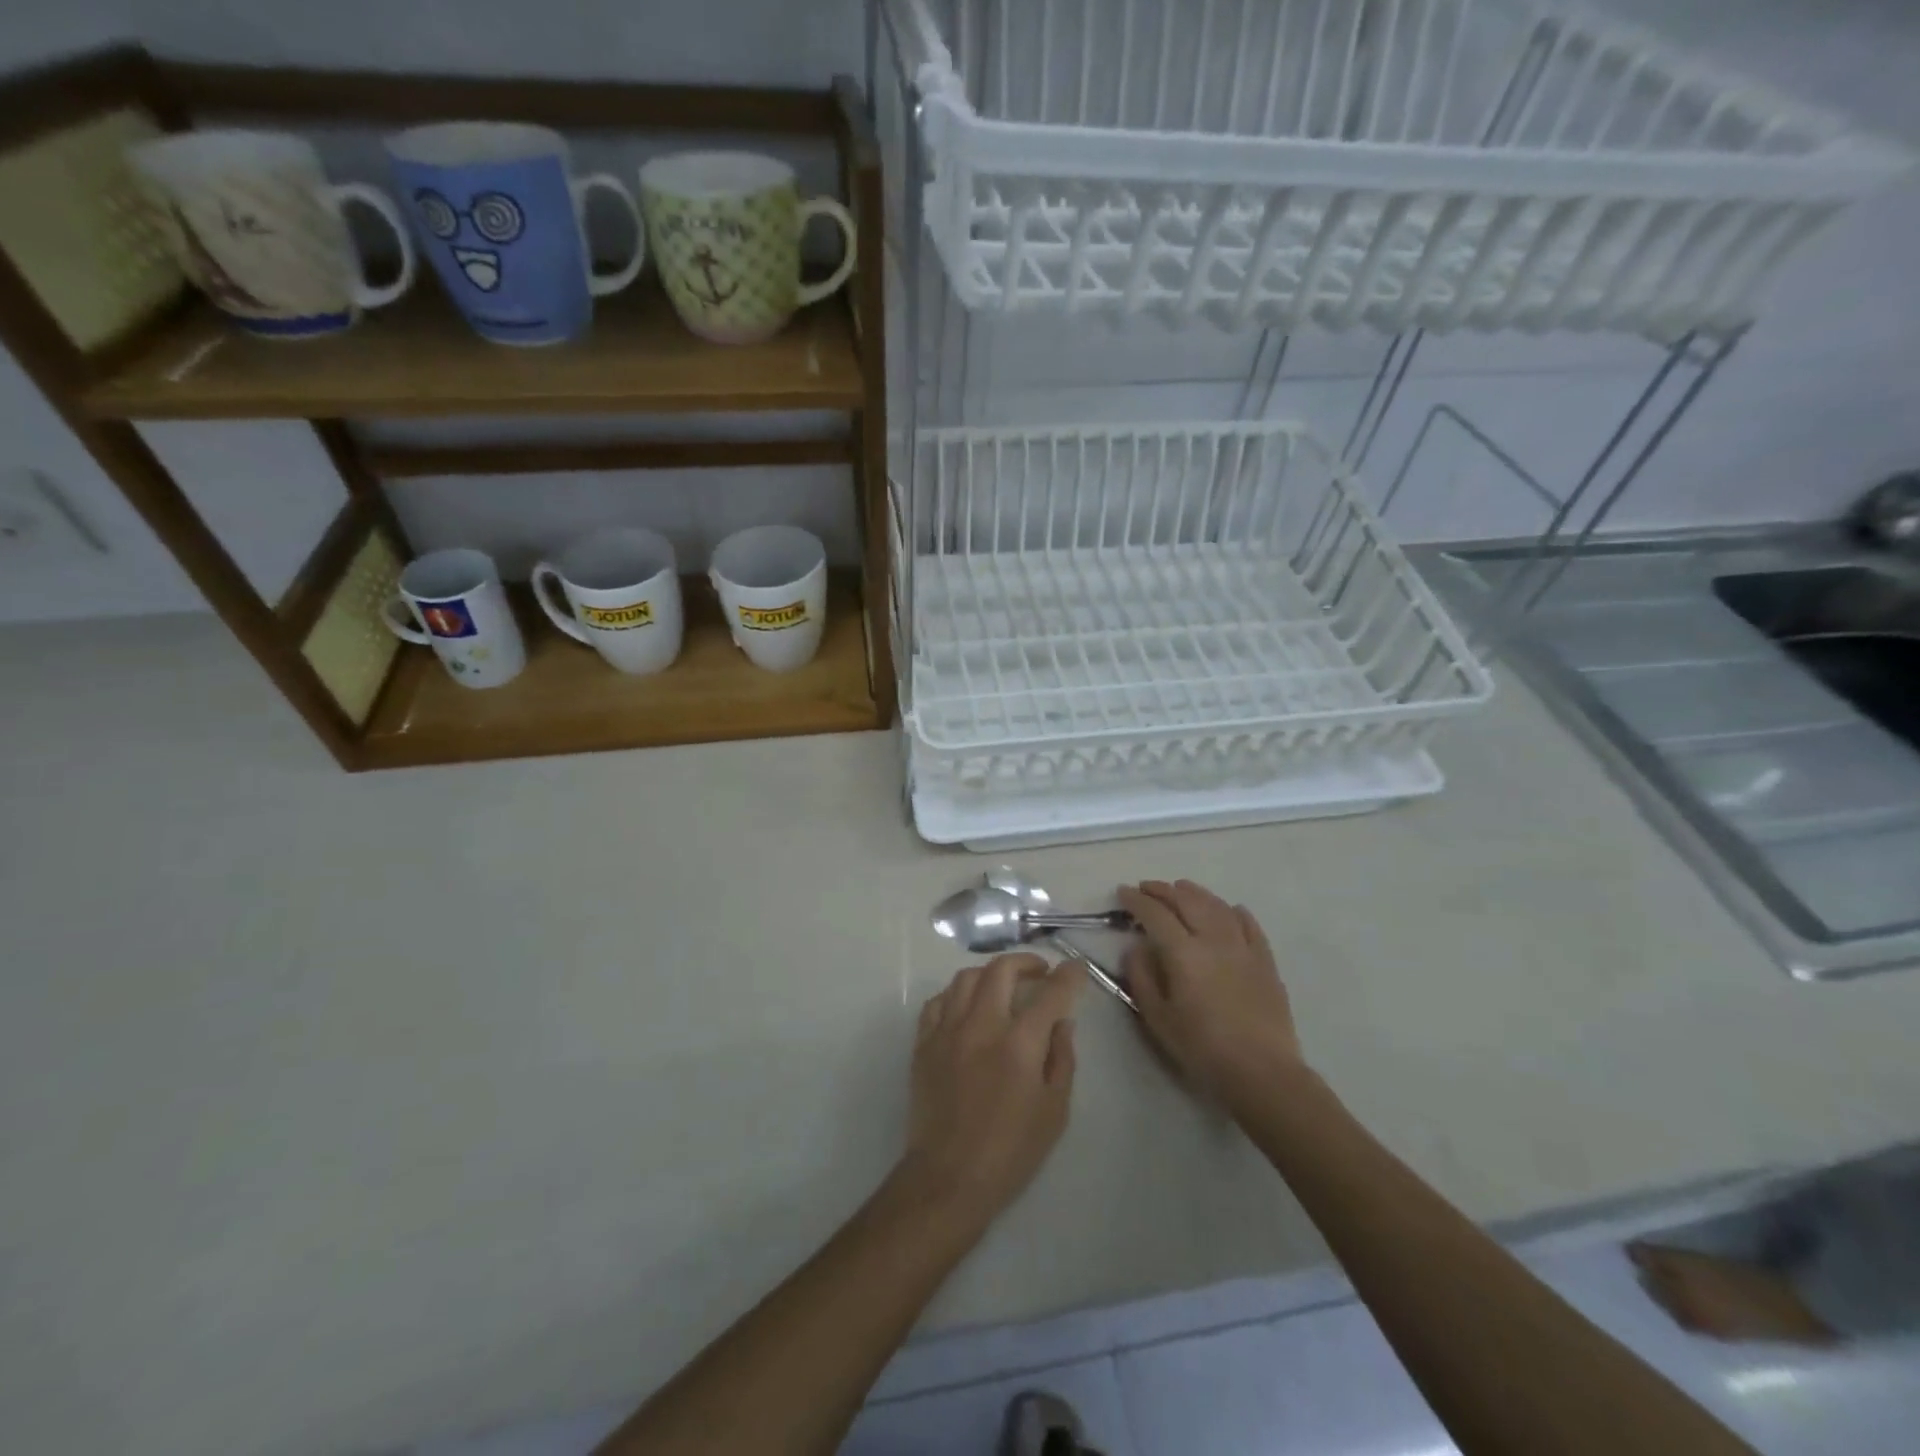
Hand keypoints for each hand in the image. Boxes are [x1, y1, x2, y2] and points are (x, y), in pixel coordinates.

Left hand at [900, 954, 1083, 1226]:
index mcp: (1019, 1044)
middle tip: (1040, 972)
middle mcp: (981, 1026)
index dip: (1068, 976)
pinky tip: (968, 1007)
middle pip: (1001, 970)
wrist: (948, 1178)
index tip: (1077, 968)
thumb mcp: (1054, 1111)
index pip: (1050, 994)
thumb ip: (1062, 1059)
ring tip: (1004, 984)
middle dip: (1026, 962)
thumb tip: (1062, 1022)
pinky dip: (957, 994)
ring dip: (990, 973)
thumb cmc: (1010, 1151)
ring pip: (966, 978)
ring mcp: (947, 1031)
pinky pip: (938, 1001)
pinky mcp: (924, 1043)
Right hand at [1119, 880, 1303, 1111]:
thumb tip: (1135, 948)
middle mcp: (1213, 939)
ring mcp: (1243, 947)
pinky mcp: (1265, 961)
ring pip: (1217, 906)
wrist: (1263, 1073)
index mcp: (1183, 952)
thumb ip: (1142, 977)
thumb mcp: (1158, 1018)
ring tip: (1181, 889)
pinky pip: (1249, 925)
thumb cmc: (1202, 1049)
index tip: (1122, 892)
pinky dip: (1234, 911)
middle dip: (1162, 890)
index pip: (1155, 913)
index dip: (1136, 900)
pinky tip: (1229, 909)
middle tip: (1146, 888)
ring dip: (1195, 893)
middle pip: (1186, 901)